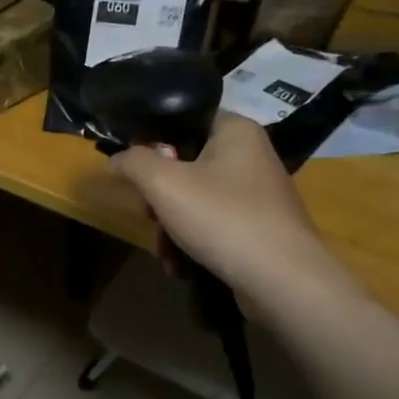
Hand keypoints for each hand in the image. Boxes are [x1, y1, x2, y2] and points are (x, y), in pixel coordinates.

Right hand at [111, 112, 339, 298]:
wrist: (282, 280)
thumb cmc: (222, 218)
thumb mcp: (163, 184)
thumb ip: (133, 162)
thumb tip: (117, 158)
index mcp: (235, 131)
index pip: (183, 119)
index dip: (152, 139)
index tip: (133, 168)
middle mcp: (251, 155)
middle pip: (185, 164)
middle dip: (159, 196)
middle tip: (150, 215)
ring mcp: (258, 193)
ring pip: (196, 198)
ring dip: (171, 226)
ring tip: (166, 253)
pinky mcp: (260, 226)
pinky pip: (214, 223)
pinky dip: (193, 241)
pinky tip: (181, 265)